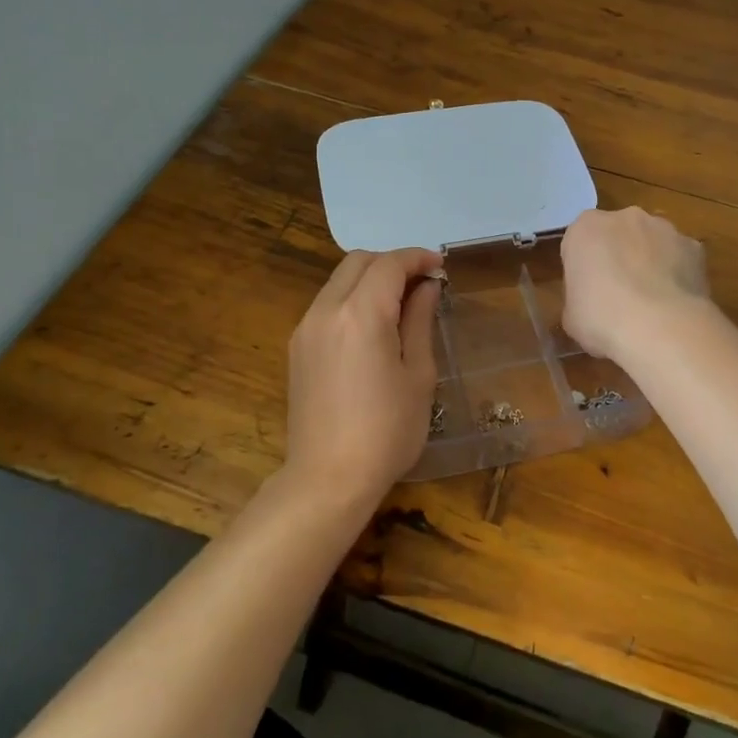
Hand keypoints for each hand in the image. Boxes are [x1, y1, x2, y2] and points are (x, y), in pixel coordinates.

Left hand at [283, 247, 443, 512]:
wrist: (328, 478)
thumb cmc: (387, 431)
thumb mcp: (418, 375)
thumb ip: (420, 321)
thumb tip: (427, 287)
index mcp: (361, 315)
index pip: (389, 264)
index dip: (418, 258)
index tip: (440, 267)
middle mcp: (326, 310)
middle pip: (358, 262)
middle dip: (392, 263)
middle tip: (422, 284)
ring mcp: (306, 328)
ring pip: (338, 280)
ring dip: (370, 279)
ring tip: (400, 304)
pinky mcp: (297, 347)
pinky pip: (327, 304)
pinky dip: (352, 298)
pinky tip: (373, 326)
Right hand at [560, 207, 711, 363]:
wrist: (658, 327)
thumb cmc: (601, 318)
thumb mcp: (571, 313)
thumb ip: (580, 295)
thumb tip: (592, 302)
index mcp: (585, 227)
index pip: (579, 242)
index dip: (583, 268)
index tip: (586, 293)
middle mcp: (625, 217)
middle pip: (618, 234)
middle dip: (618, 257)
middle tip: (617, 296)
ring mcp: (664, 228)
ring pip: (651, 242)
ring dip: (649, 262)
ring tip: (651, 304)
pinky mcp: (694, 247)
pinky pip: (680, 258)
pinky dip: (677, 274)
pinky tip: (674, 304)